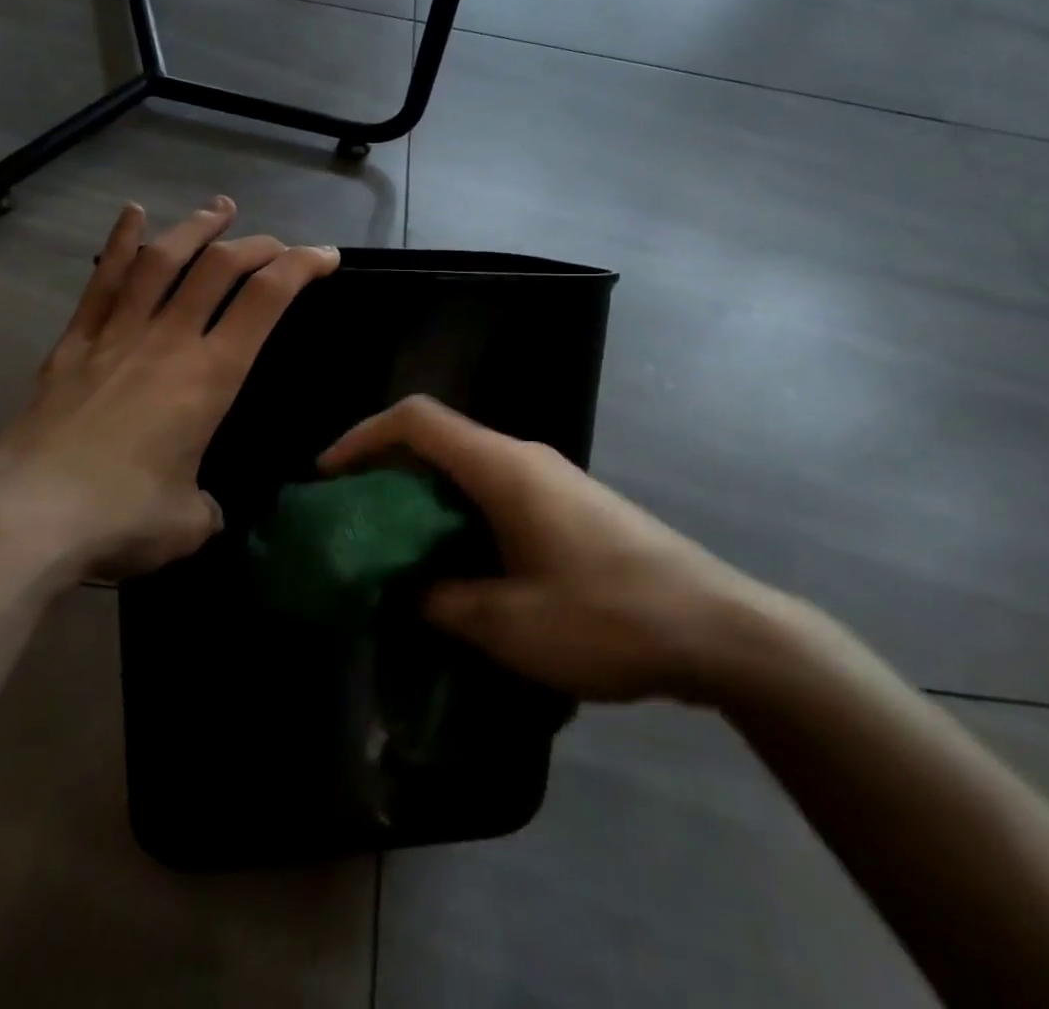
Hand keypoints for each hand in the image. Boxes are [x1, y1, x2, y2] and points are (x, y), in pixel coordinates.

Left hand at [0, 198, 338, 582]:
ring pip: (163, 261)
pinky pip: (102, 282)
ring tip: (220, 209)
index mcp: (210, 377)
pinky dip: (121, 243)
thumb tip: (203, 507)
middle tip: (277, 244)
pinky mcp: (73, 344)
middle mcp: (168, 341)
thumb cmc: (120, 519)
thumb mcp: (189, 524)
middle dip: (257, 246)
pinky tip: (133, 213)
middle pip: (219, 268)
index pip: (266, 300)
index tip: (326, 256)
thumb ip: (207, 507)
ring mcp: (116, 335)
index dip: (302, 267)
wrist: (25, 520)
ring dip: (196, 228)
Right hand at [319, 396, 775, 704]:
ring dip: (426, 498)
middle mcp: (524, 458)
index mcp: (503, 467)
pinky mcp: (570, 506)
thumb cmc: (608, 617)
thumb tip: (406, 590)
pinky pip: (497, 493)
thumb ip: (442, 602)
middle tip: (354, 519)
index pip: (418, 420)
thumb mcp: (509, 624)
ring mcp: (552, 480)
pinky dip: (461, 515)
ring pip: (468, 468)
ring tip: (396, 548)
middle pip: (439, 439)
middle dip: (388, 471)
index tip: (328, 475)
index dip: (363, 437)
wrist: (720, 628)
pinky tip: (458, 566)